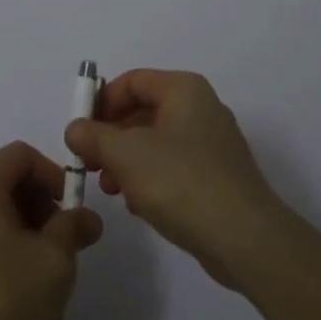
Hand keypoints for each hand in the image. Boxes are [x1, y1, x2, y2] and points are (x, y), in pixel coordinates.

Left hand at [0, 142, 102, 319]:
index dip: (53, 174)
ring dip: (16, 225)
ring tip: (37, 268)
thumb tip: (87, 217)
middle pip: (1, 178)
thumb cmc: (1, 303)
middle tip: (59, 241)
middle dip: (36, 202)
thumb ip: (73, 228)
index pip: (20, 155)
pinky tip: (7, 286)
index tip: (71, 211)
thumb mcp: (54, 262)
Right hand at [64, 70, 292, 289]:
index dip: (102, 102)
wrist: (245, 239)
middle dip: (111, 136)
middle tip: (88, 163)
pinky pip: (173, 166)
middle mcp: (201, 108)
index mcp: (184, 90)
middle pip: (143, 111)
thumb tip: (75, 128)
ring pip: (156, 141)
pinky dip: (150, 178)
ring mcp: (212, 144)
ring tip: (109, 188)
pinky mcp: (217, 177)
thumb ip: (93, 136)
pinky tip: (137, 205)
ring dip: (126, 161)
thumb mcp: (126, 154)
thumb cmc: (181, 182)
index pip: (133, 81)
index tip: (80, 131)